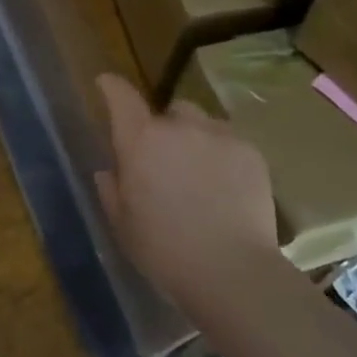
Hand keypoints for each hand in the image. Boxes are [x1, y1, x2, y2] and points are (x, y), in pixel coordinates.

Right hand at [94, 74, 283, 316]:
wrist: (231, 271)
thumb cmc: (164, 251)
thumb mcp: (123, 225)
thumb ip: (111, 190)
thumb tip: (108, 170)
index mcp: (140, 140)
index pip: (120, 96)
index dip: (111, 87)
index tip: (106, 85)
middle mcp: (178, 126)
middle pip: (168, 111)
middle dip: (163, 129)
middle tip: (165, 162)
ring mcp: (218, 135)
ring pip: (201, 123)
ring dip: (195, 138)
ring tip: (200, 173)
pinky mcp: (250, 151)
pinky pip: (229, 142)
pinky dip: (222, 155)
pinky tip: (226, 188)